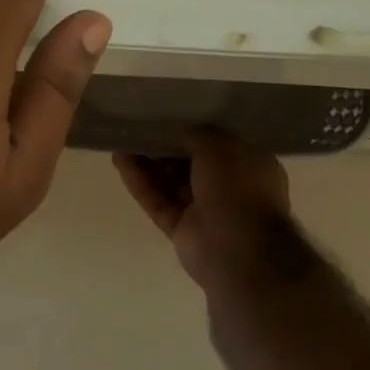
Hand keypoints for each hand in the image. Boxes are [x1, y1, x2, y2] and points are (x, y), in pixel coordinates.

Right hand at [114, 129, 303, 295]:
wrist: (240, 250)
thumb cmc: (238, 187)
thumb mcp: (219, 144)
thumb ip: (194, 133)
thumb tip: (174, 132)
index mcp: (249, 165)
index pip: (217, 144)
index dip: (191, 131)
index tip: (166, 119)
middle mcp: (229, 187)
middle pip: (189, 163)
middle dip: (164, 148)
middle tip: (139, 131)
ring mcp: (204, 211)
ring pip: (170, 183)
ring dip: (147, 164)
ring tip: (122, 144)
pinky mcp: (181, 229)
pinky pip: (158, 201)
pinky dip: (140, 183)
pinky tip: (120, 162)